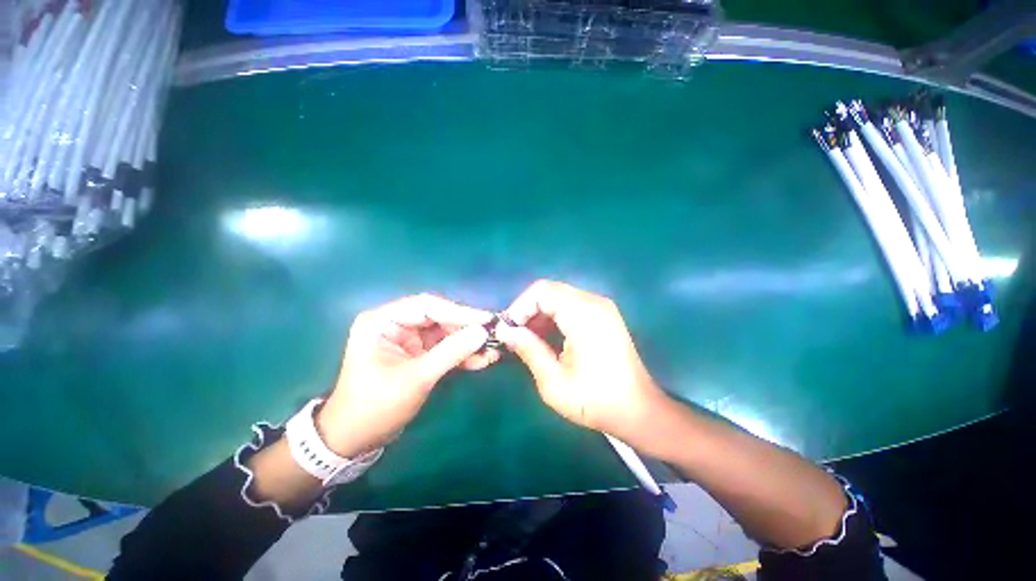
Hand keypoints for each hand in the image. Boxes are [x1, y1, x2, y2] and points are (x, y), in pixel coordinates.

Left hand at [317, 294, 496, 456]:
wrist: (355, 439)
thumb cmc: (376, 406)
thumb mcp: (416, 378)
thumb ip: (451, 352)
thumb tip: (483, 332)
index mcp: (383, 320)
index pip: (427, 306)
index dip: (459, 311)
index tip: (486, 319)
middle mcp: (396, 323)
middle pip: (439, 317)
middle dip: (466, 328)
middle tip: (493, 334)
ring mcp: (408, 338)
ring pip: (445, 332)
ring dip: (467, 342)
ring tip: (493, 349)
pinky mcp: (417, 352)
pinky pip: (444, 347)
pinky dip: (461, 353)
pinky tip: (482, 359)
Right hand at [496, 280, 670, 445]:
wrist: (638, 410)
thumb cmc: (595, 400)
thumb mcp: (554, 381)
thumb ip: (528, 349)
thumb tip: (506, 332)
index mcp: (583, 314)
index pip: (542, 291)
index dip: (520, 306)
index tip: (508, 330)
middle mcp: (594, 302)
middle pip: (550, 290)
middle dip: (528, 309)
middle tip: (515, 335)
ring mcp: (601, 307)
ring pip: (559, 297)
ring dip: (540, 313)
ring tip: (528, 338)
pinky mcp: (604, 315)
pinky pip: (571, 305)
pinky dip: (554, 316)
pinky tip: (547, 337)